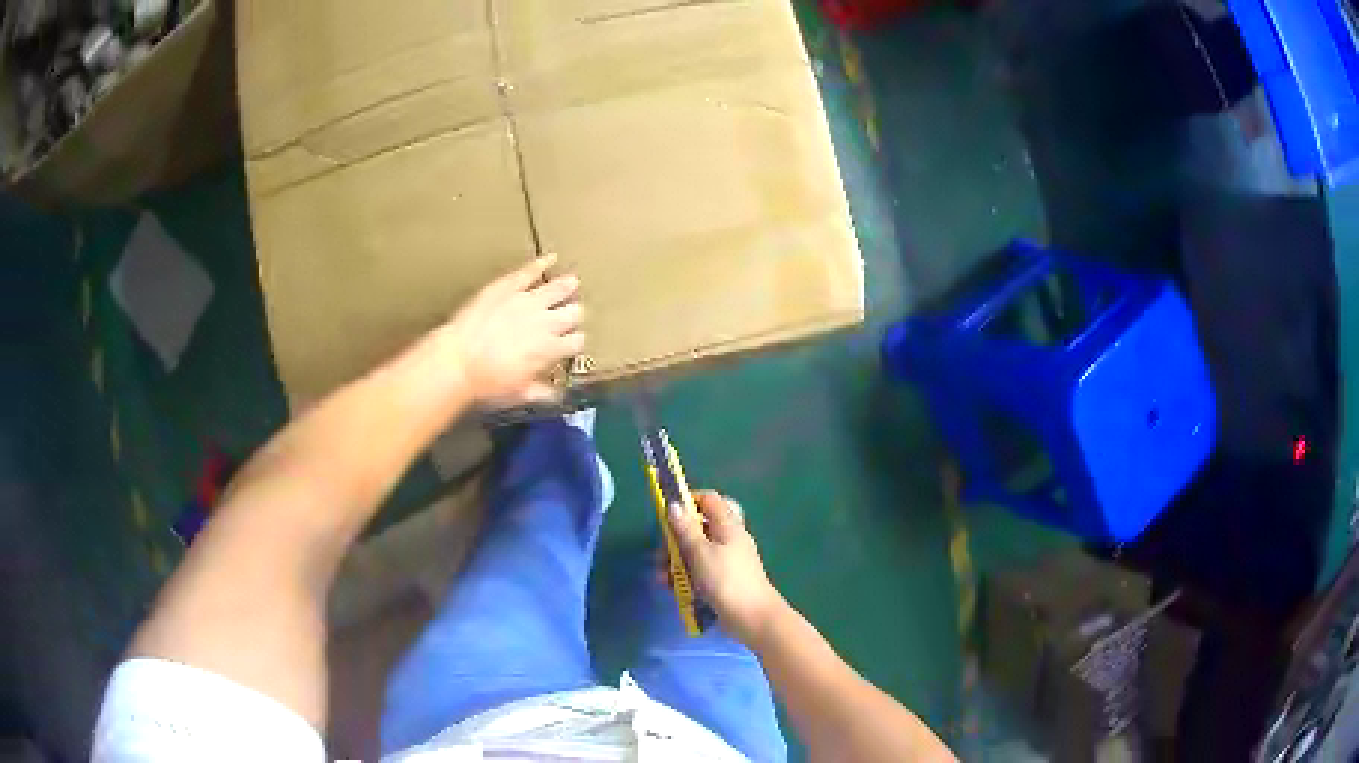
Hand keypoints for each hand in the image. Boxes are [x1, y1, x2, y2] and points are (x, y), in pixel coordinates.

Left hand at [442, 254, 584, 408]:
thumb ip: (543, 393)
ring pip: (559, 288)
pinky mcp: (509, 286)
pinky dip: (543, 263)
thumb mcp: (519, 395)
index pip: (577, 341)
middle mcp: (546, 322)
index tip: (569, 344)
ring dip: (567, 287)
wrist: (458, 361)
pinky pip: (531, 270)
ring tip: (572, 283)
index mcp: (551, 349)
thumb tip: (558, 396)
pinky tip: (552, 258)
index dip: (575, 342)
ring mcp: (528, 300)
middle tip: (569, 315)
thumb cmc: (488, 383)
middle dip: (573, 315)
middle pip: (573, 313)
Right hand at [668, 490, 785, 644]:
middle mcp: (729, 539)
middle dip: (675, 541)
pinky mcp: (723, 580)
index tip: (668, 514)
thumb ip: (685, 529)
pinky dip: (686, 577)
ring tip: (662, 579)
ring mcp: (727, 561)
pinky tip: (673, 590)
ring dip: (677, 563)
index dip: (688, 501)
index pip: (709, 500)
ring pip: (696, 552)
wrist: (752, 618)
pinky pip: (701, 571)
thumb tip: (674, 504)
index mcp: (728, 526)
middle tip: (661, 557)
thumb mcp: (700, 553)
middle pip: (698, 529)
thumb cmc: (726, 581)